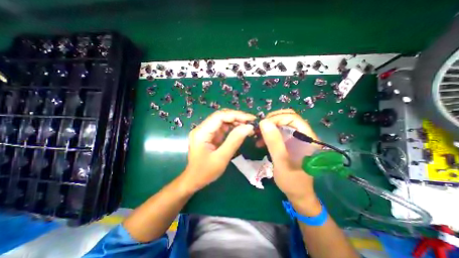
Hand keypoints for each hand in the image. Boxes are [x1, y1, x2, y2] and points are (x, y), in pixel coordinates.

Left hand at [183, 109, 254, 190]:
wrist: (194, 180)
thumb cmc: (205, 172)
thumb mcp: (222, 158)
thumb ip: (234, 141)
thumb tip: (248, 127)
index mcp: (202, 132)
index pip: (220, 116)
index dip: (236, 115)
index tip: (251, 119)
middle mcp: (202, 128)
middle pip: (221, 116)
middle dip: (237, 117)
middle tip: (251, 122)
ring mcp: (205, 131)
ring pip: (222, 121)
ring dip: (235, 122)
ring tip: (248, 126)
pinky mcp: (209, 135)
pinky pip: (222, 127)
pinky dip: (232, 127)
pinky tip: (240, 130)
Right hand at [258, 109, 321, 215]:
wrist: (298, 194)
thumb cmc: (292, 181)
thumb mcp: (281, 162)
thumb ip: (274, 142)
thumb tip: (263, 122)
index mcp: (307, 138)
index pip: (292, 118)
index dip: (276, 118)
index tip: (263, 126)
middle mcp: (303, 135)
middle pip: (287, 118)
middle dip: (271, 121)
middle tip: (259, 128)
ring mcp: (296, 139)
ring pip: (281, 125)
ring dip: (268, 128)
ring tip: (257, 135)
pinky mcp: (290, 143)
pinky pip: (278, 133)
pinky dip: (268, 135)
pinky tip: (260, 142)